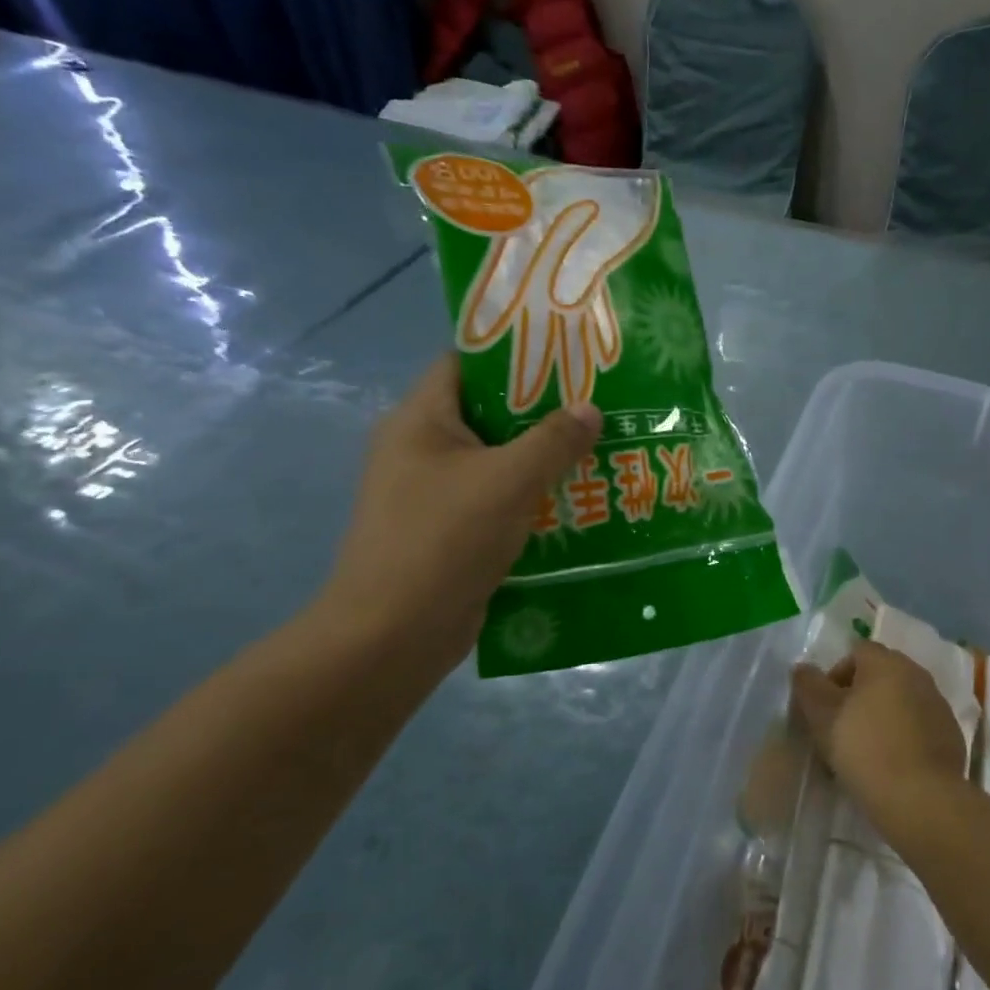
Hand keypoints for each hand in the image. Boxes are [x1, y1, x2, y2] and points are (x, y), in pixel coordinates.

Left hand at [315, 354, 600, 667]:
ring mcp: (430, 493)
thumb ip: (554, 439)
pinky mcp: (446, 531)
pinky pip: (494, 498)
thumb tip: (591, 408)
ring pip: (495, 460)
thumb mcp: (509, 480)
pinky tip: (574, 499)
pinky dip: (530, 496)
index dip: (514, 354)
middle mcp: (419, 449)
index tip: (567, 357)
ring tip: (596, 448)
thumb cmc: (444, 539)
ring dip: (541, 457)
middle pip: (486, 412)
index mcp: (419, 420)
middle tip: (595, 405)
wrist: (393, 635)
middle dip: (541, 410)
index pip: (465, 364)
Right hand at [791, 641, 967, 823]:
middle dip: (859, 697)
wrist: (922, 799)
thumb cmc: (865, 748)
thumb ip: (808, 686)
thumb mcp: (823, 716)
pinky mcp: (950, 734)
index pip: (856, 652)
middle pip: (880, 675)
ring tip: (865, 753)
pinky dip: (904, 737)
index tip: (825, 709)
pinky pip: (919, 726)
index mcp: (886, 662)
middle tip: (841, 731)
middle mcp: (916, 673)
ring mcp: (937, 704)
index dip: (835, 676)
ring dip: (882, 717)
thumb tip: (803, 668)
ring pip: (900, 701)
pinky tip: (892, 765)